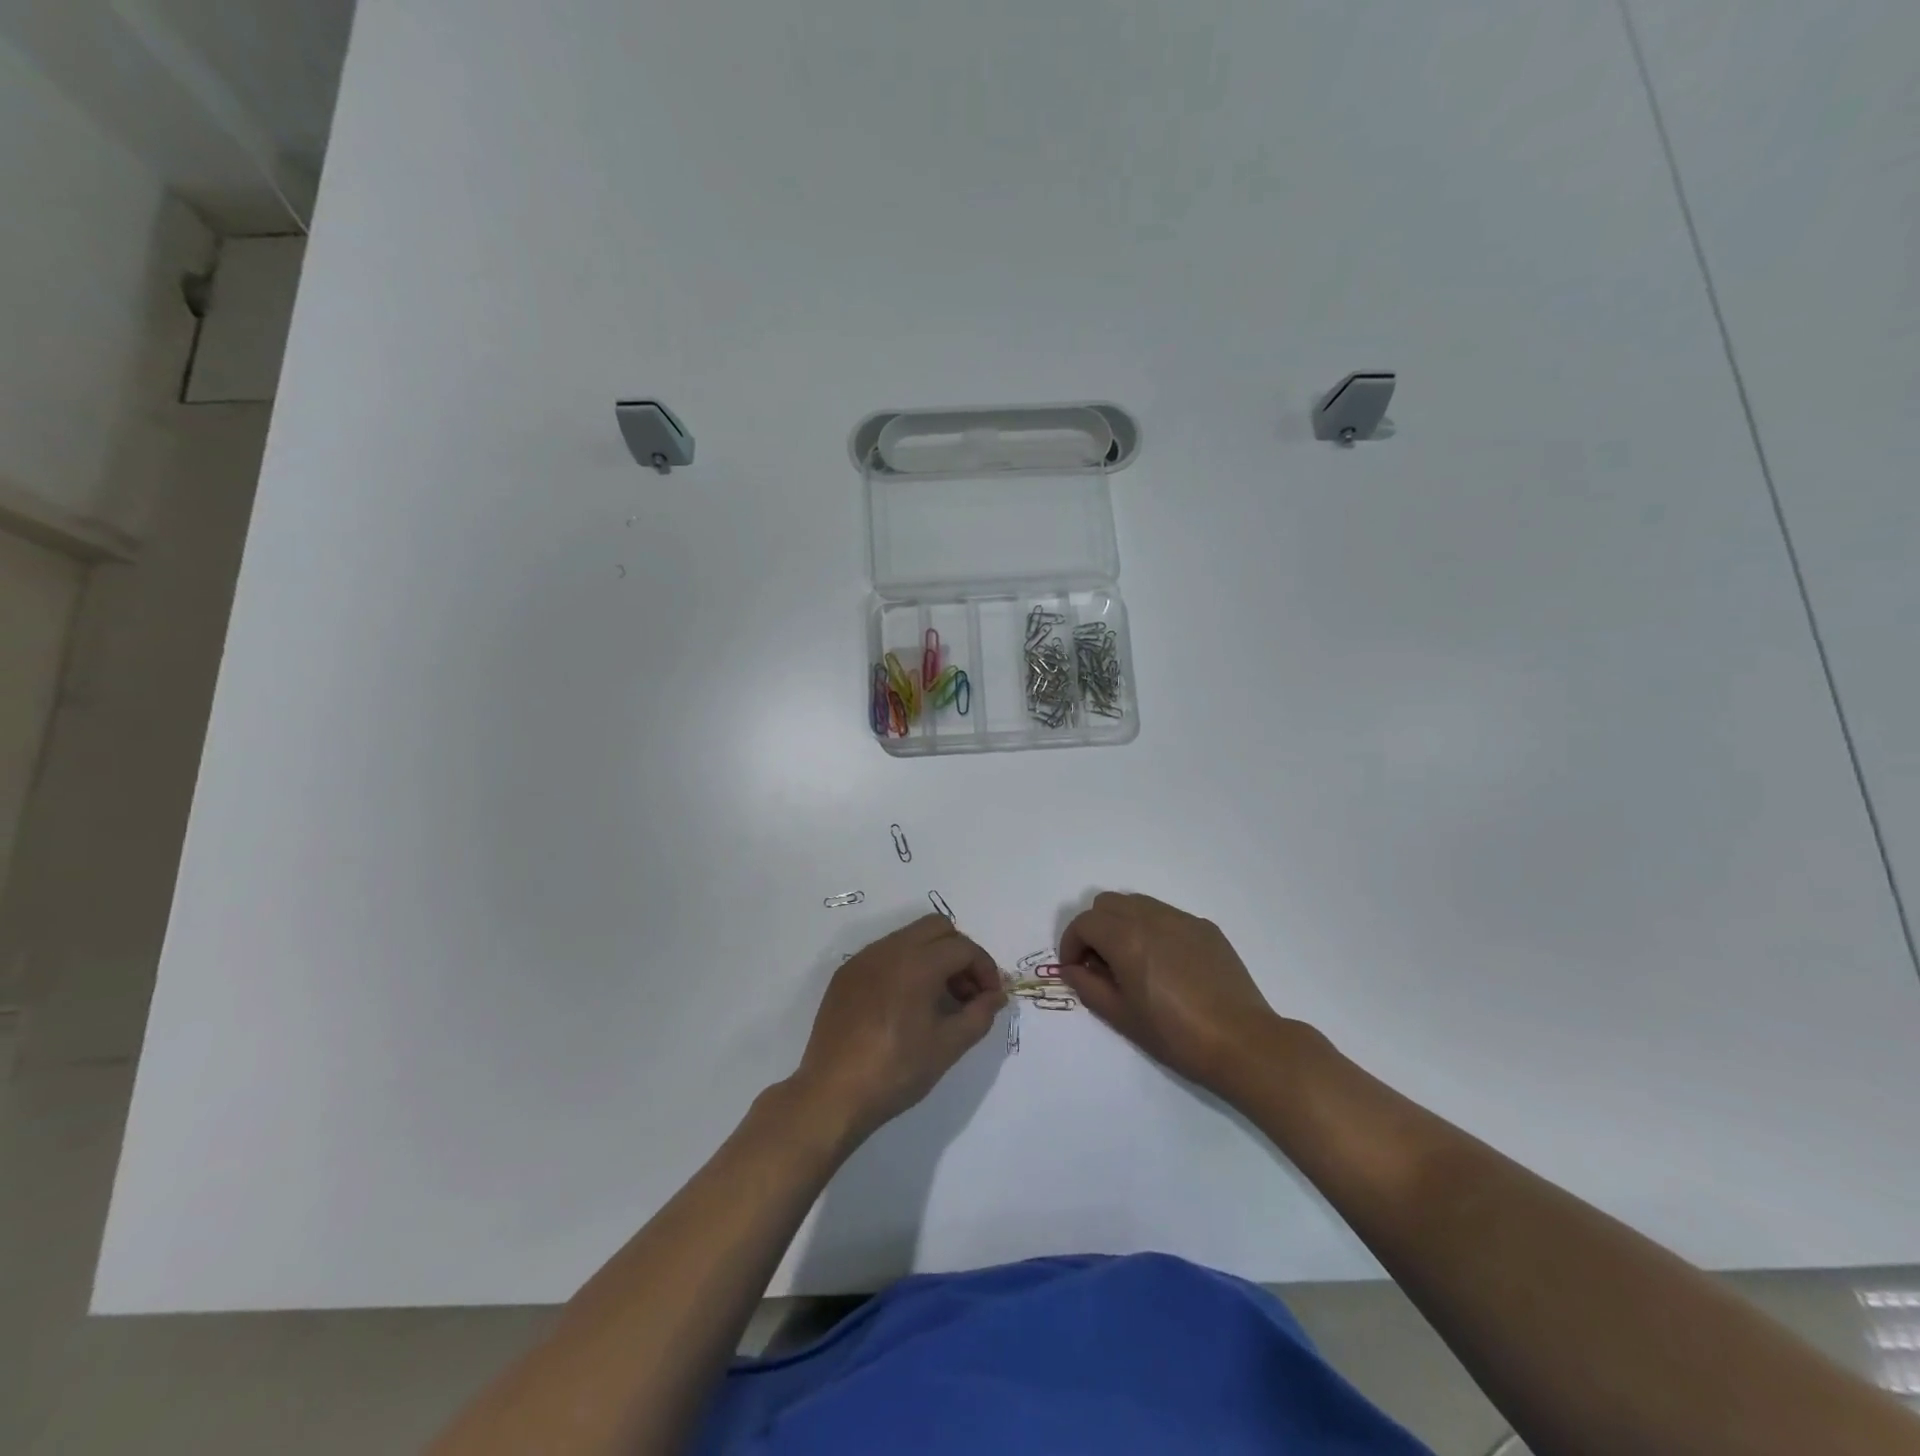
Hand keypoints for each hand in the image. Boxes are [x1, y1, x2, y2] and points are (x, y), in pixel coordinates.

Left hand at [790, 915, 1005, 1141]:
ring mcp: (863, 959)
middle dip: (959, 953)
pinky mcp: (845, 974)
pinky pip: (885, 953)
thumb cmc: (896, 1071)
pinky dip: (905, 965)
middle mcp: (888, 949)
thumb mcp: (948, 1047)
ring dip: (932, 956)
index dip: (985, 969)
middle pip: (937, 928)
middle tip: (967, 992)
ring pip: (909, 937)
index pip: (963, 948)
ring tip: (938, 999)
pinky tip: (906, 1003)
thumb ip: (979, 1015)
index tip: (990, 998)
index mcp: (916, 963)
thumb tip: (996, 996)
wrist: (832, 1094)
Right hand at [1058, 892, 1284, 1091]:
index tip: (1075, 969)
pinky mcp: (1205, 928)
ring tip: (1131, 961)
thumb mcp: (1122, 1017)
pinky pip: (1166, 915)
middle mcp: (1152, 917)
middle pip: (1107, 904)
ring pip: (1137, 903)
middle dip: (1094, 929)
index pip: (1084, 923)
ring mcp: (1182, 919)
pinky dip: (1152, 929)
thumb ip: (1089, 987)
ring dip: (1122, 924)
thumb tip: (1072, 969)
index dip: (1071, 944)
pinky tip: (1165, 964)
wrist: (1242, 1042)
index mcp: (1126, 938)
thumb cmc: (1176, 1035)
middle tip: (1100, 964)